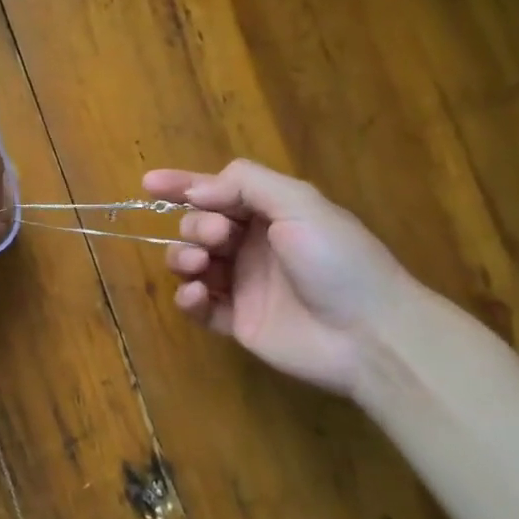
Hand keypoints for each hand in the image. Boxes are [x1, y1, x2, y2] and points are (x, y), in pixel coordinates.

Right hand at [143, 160, 410, 396]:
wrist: (370, 334)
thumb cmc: (337, 260)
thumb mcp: (300, 204)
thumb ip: (247, 184)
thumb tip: (197, 189)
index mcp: (270, 213)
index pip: (217, 191)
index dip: (182, 185)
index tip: (148, 184)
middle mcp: (253, 245)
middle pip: (199, 225)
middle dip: (196, 225)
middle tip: (219, 236)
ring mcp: (244, 285)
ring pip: (192, 262)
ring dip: (183, 257)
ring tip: (199, 266)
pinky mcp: (237, 322)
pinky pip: (199, 306)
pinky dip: (188, 297)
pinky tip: (196, 295)